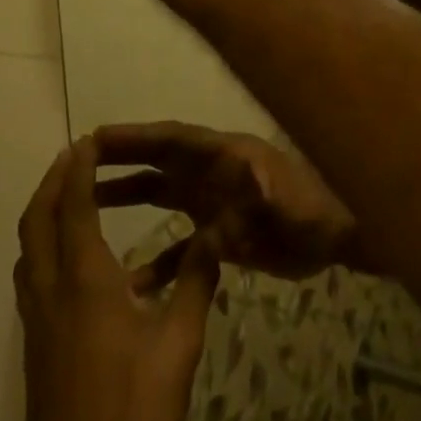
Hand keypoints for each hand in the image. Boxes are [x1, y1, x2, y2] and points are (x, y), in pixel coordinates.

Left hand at [17, 137, 220, 420]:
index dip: (78, 167)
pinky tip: (80, 264)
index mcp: (84, 281)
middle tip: (75, 156)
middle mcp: (51, 291)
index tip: (88, 139)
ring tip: (72, 197)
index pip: (73, 205)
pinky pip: (32, 277)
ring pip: (28, 249)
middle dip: (53, 180)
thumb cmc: (134, 414)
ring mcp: (37, 323)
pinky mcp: (35, 349)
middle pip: (36, 219)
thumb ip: (196, 282)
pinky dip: (45, 247)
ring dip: (44, 212)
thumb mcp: (179, 346)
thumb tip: (216, 232)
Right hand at [95, 122, 362, 281]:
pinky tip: (135, 284)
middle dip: (123, 159)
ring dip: (130, 198)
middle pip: (161, 162)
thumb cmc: (316, 213)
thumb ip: (262, 199)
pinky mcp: (224, 236)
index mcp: (226, 157)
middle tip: (79, 164)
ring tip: (88, 207)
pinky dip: (160, 262)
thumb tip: (228, 203)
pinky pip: (183, 248)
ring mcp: (217, 203)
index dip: (138, 136)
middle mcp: (215, 174)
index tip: (99, 137)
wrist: (341, 237)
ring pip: (164, 196)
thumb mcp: (292, 205)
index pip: (174, 140)